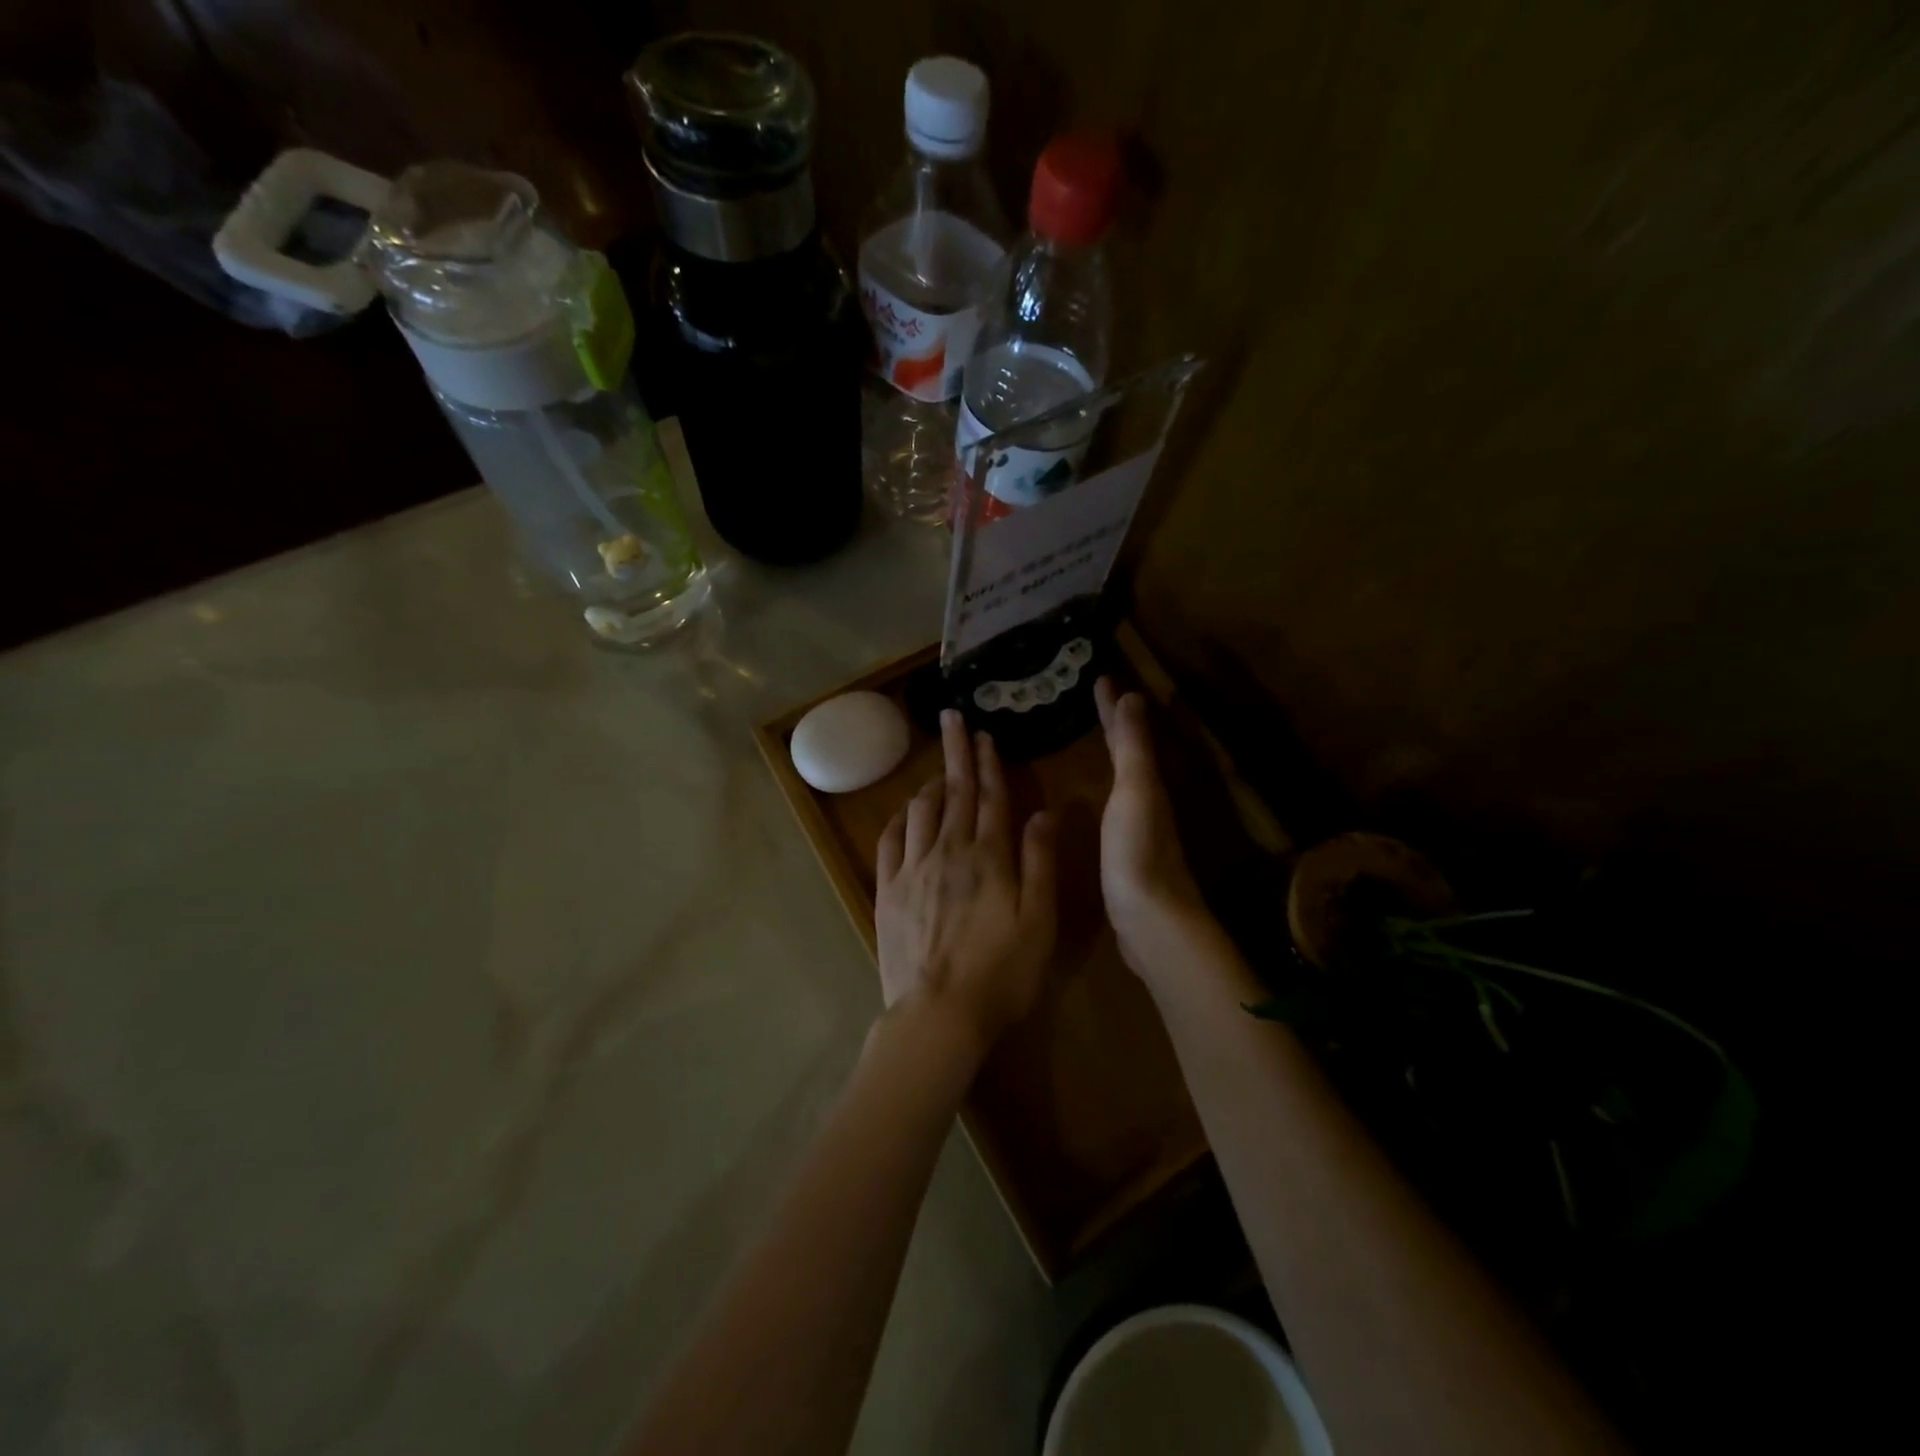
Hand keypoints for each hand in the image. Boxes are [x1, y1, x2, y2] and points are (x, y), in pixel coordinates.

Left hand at [875, 710, 1057, 1061]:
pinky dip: (899, 818)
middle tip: (954, 720)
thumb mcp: (1039, 921)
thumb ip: (1039, 862)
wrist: (938, 1014)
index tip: (985, 735)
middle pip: (954, 793)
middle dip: (957, 754)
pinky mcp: (889, 890)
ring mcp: (913, 869)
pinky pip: (891, 840)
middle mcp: (949, 852)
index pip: (990, 798)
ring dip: (931, 783)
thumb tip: (1044, 812)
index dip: (989, 764)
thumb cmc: (1001, 973)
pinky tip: (904, 811)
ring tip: (938, 768)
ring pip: (921, 811)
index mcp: (989, 857)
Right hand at [1094, 678, 1209, 981]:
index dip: (1112, 707)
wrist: (1152, 922)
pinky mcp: (1127, 853)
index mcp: (1147, 784)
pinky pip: (1114, 804)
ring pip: (1124, 776)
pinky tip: (1092, 798)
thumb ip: (1132, 749)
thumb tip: (1132, 695)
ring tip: (1088, 738)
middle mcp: (1147, 801)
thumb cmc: (1138, 853)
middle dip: (1113, 725)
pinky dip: (1104, 786)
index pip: (1127, 734)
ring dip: (1110, 753)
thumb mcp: (1135, 793)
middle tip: (1092, 700)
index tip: (1098, 677)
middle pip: (1130, 752)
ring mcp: (1138, 828)